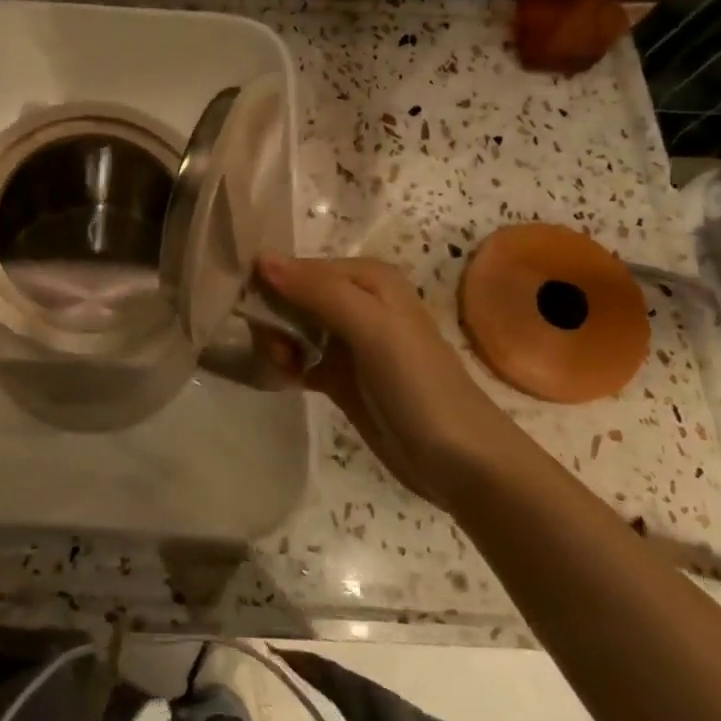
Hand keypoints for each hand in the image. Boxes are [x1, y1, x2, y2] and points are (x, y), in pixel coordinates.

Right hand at [257, 255, 513, 504]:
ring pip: (289, 327)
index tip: (261, 323)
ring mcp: (347, 340)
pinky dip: (285, 365)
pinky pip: (297, 357)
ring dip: (277, 345)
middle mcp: (355, 300)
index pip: (297, 268)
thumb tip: (261, 258)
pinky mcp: (339, 375)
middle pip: (289, 296)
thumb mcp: (372, 329)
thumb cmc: (419, 386)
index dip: (272, 290)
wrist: (460, 462)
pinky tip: (286, 381)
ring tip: (286, 371)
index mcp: (367, 278)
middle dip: (273, 321)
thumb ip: (318, 291)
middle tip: (280, 354)